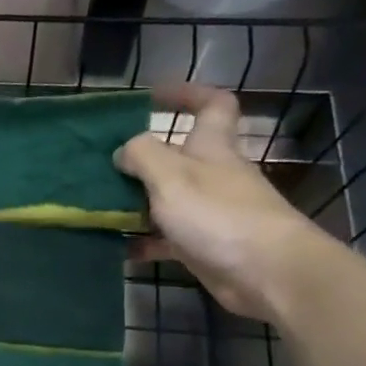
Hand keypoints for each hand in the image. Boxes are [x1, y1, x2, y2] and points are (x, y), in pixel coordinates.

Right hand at [117, 82, 342, 323]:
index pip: (212, 105)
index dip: (187, 94)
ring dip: (135, 203)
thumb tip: (122, 150)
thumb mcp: (172, 176)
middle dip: (142, 159)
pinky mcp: (203, 246)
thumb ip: (142, 156)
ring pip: (166, 200)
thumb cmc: (219, 215)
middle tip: (103, 164)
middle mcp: (213, 176)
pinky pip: (165, 238)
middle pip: (177, 157)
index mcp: (212, 149)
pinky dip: (142, 241)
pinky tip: (117, 247)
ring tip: (99, 207)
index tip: (152, 97)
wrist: (267, 271)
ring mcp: (209, 213)